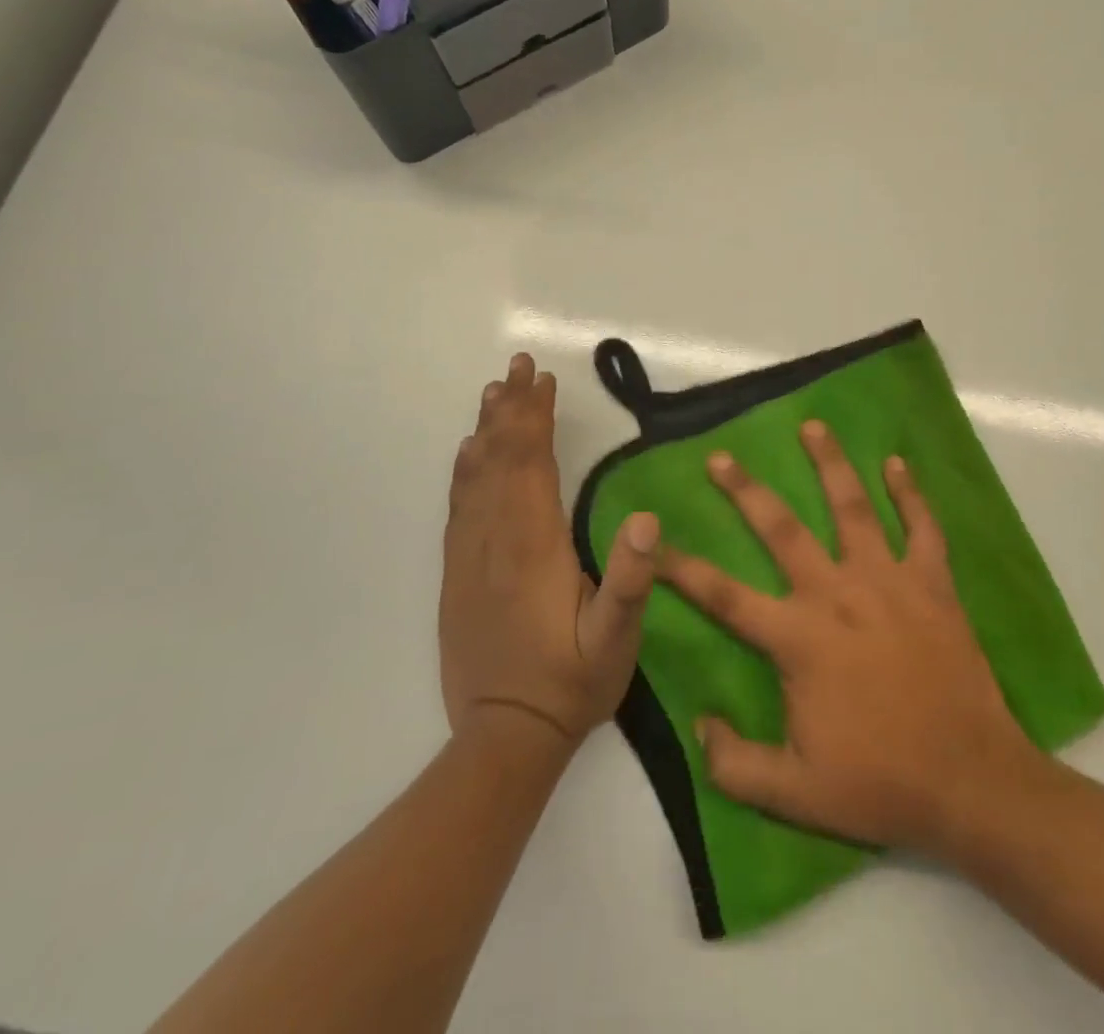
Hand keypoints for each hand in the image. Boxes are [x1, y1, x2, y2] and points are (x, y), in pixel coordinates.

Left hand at [439, 353, 657, 746]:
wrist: (505, 737)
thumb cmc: (571, 683)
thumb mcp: (616, 639)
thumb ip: (631, 579)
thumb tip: (646, 516)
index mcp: (534, 546)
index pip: (531, 464)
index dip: (536, 418)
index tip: (543, 380)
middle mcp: (495, 539)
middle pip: (499, 459)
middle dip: (510, 408)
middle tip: (517, 366)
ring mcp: (469, 556)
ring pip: (474, 477)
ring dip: (485, 430)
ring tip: (492, 393)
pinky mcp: (456, 574)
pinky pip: (458, 507)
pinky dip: (464, 470)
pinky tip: (467, 453)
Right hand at [657, 420, 1035, 856]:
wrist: (972, 782)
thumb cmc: (881, 783)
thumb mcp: (794, 795)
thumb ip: (735, 764)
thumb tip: (699, 724)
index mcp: (799, 638)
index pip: (724, 596)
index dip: (682, 568)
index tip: (652, 542)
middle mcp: (837, 594)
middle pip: (783, 530)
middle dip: (748, 490)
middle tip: (722, 456)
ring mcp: (888, 582)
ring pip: (854, 508)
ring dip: (831, 464)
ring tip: (813, 426)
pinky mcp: (932, 584)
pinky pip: (921, 527)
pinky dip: (910, 494)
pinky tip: (897, 463)